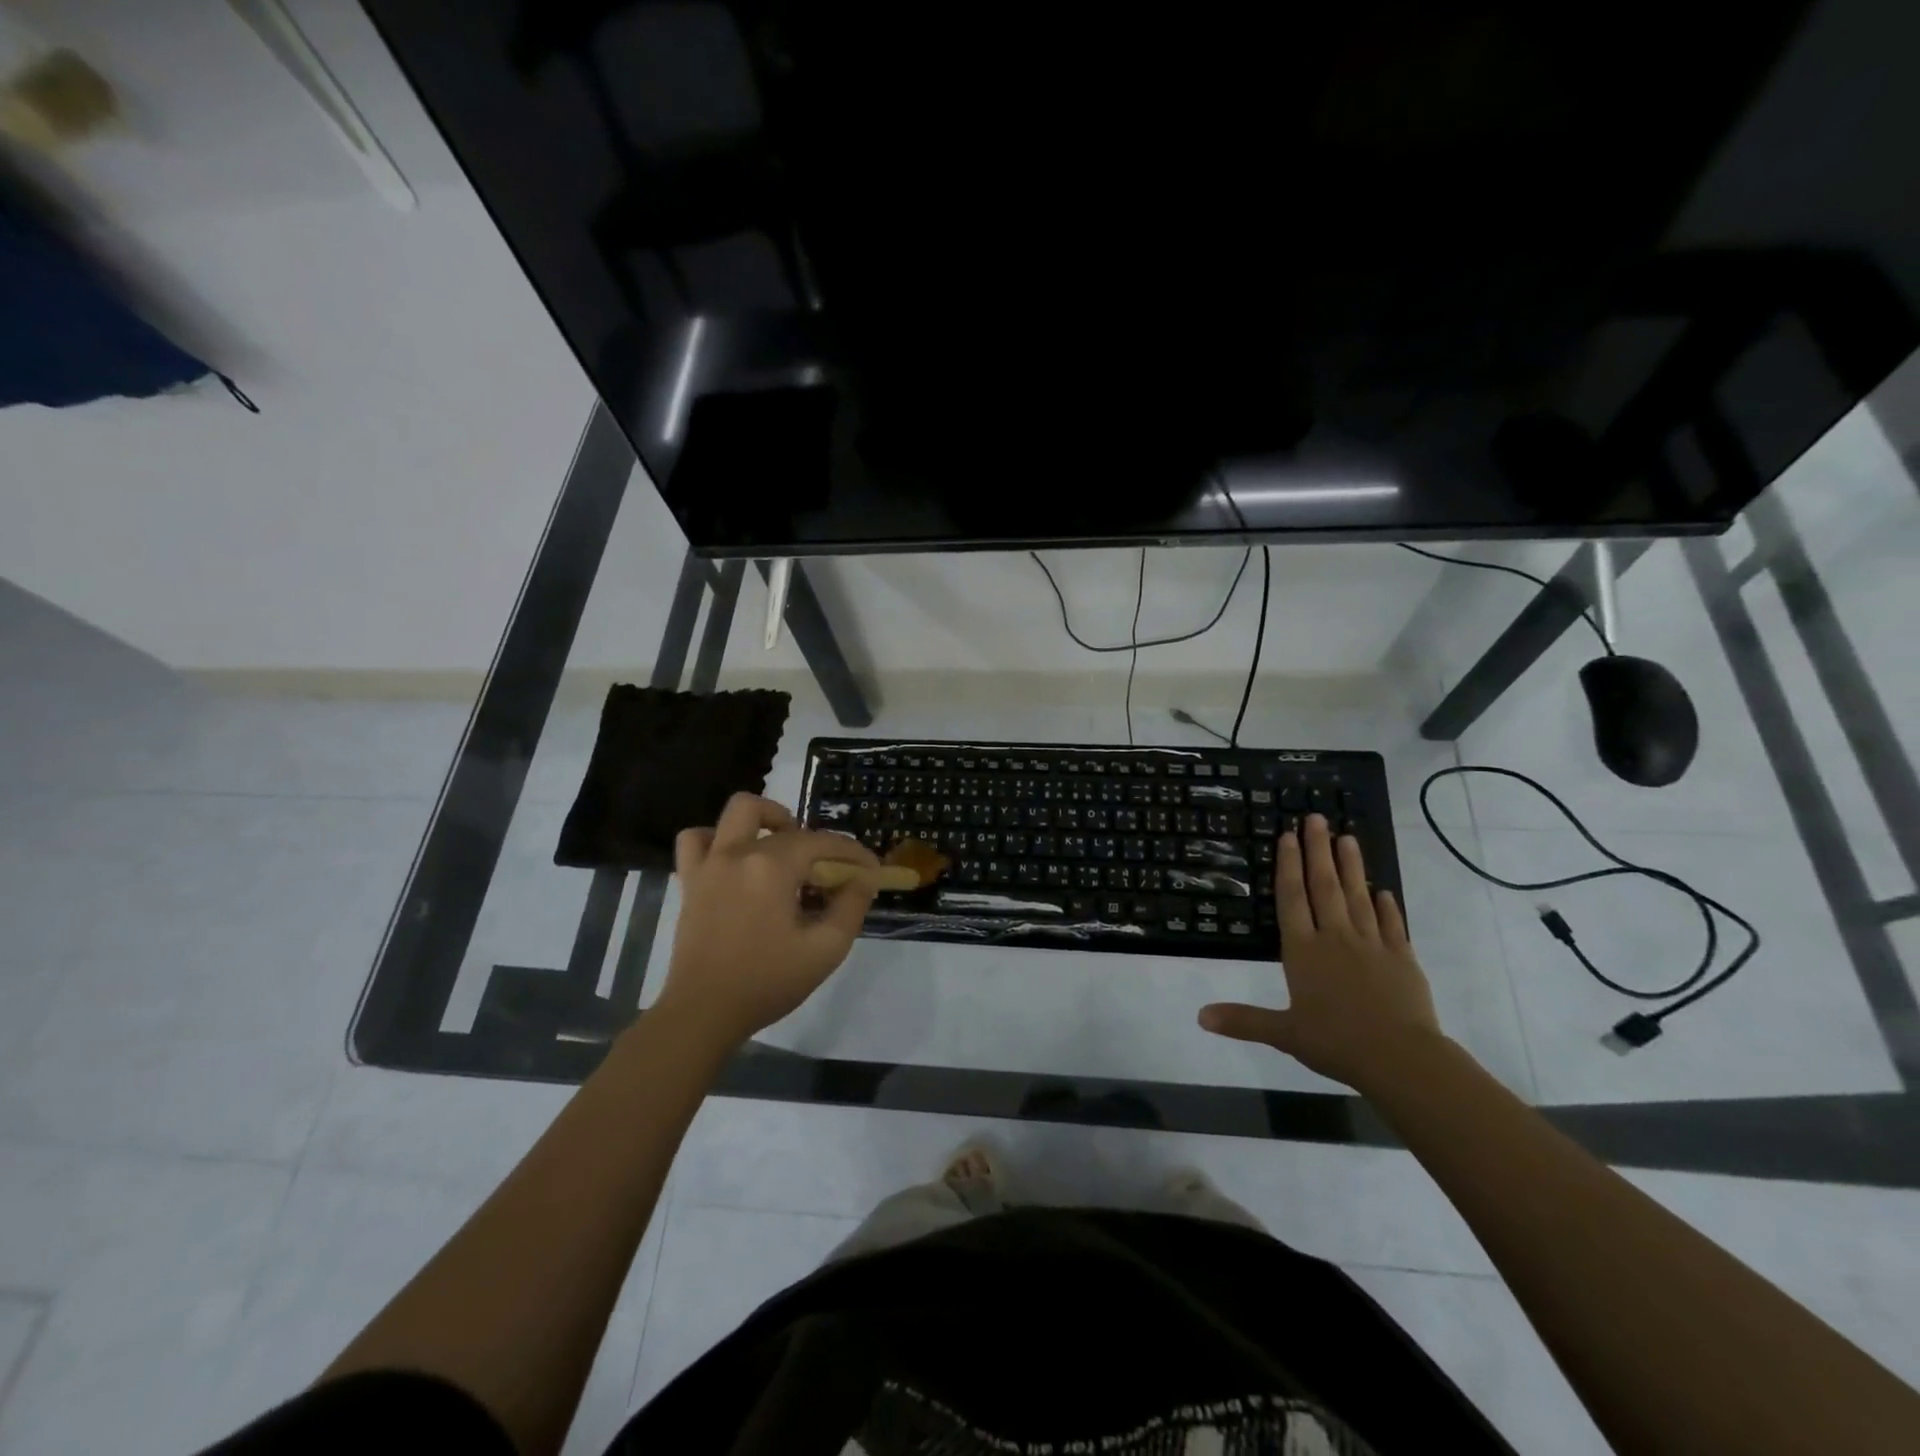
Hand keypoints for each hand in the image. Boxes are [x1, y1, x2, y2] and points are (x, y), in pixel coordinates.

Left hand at [655, 793, 878, 1047]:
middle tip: (824, 868)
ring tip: (779, 846)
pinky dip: (716, 839)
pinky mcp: (690, 882)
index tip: (872, 871)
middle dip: (813, 838)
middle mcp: (739, 853)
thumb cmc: (768, 982)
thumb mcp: (825, 949)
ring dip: (764, 819)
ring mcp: (710, 864)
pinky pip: (696, 840)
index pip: (823, 843)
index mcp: (773, 866)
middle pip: (784, 822)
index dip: (853, 853)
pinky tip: (733, 859)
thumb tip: (864, 879)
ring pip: (736, 813)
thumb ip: (851, 906)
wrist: (703, 1013)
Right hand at [1198, 813, 1444, 1093]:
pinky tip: (1384, 891)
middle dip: (1319, 850)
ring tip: (1348, 838)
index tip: (1289, 836)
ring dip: (1352, 866)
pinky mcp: (1402, 958)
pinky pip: (1392, 925)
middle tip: (1317, 818)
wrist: (1401, 1058)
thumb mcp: (1284, 1033)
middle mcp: (1335, 938)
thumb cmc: (1336, 1042)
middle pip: (1325, 886)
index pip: (1292, 898)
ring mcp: (1372, 944)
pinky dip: (1387, 906)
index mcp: (1303, 951)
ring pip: (1359, 896)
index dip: (1289, 865)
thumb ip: (1243, 1020)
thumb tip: (1199, 1017)